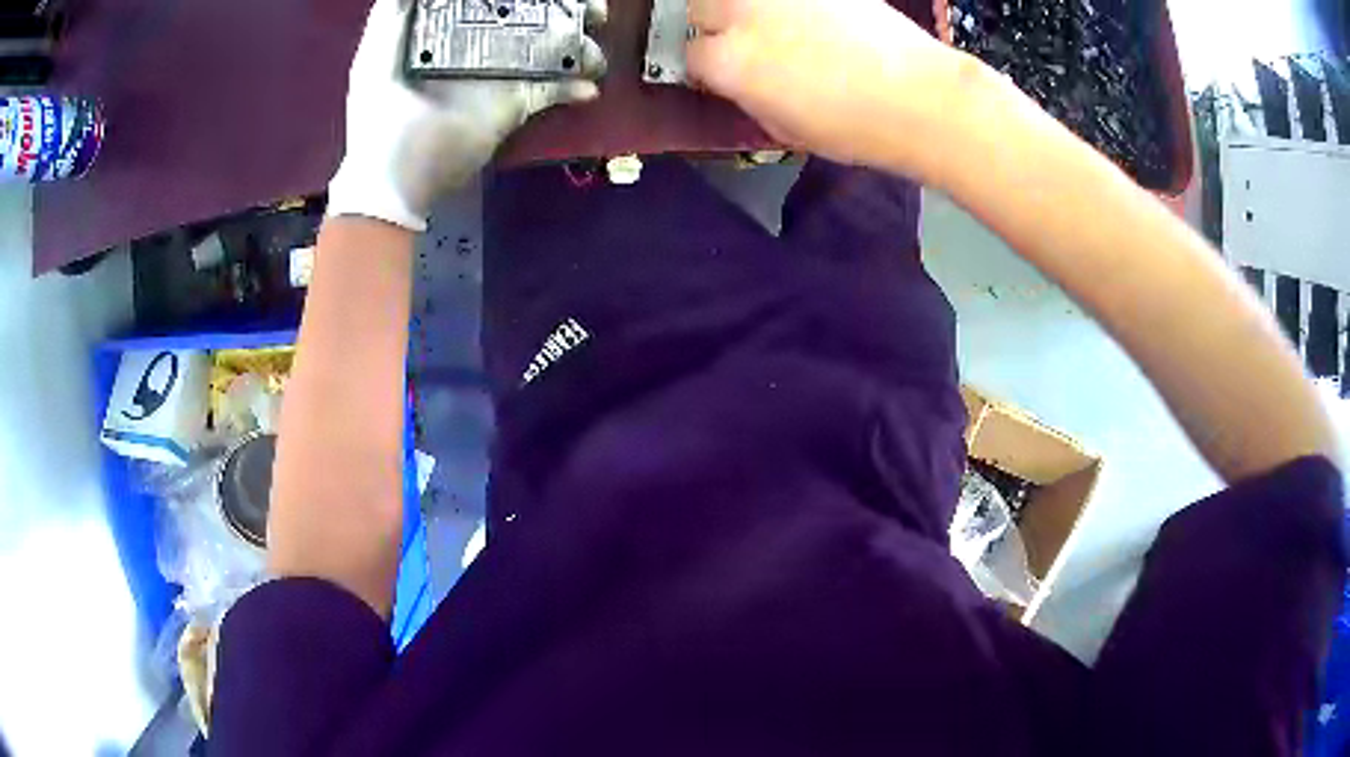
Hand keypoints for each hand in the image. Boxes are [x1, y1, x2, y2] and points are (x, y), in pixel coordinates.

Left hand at [328, 0, 607, 230]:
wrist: (393, 184)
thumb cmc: (379, 119)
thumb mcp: (374, 60)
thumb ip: (391, 16)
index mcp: (450, 28)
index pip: (494, 0)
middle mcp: (480, 44)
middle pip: (530, 15)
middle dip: (564, 9)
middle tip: (592, 9)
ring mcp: (500, 75)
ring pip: (549, 46)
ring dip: (578, 42)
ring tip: (594, 46)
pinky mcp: (513, 106)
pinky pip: (552, 89)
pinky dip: (574, 87)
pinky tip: (587, 85)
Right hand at [686, 0, 958, 172]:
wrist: (921, 97)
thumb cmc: (856, 129)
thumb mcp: (784, 129)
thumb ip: (748, 97)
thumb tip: (738, 83)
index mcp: (730, 62)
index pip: (691, 55)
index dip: (708, 69)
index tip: (724, 76)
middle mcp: (742, 15)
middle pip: (700, 8)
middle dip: (715, 26)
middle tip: (745, 44)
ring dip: (745, 10)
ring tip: (776, 28)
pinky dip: (789, 6)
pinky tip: (813, 20)